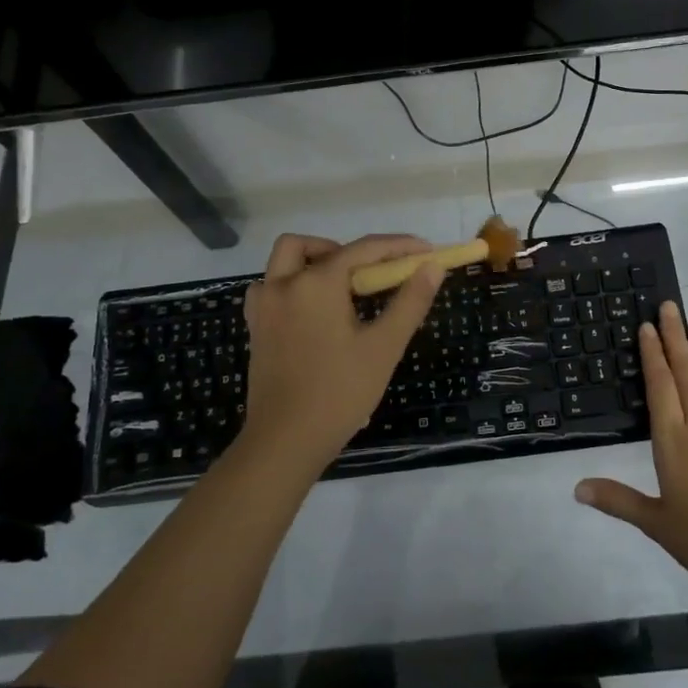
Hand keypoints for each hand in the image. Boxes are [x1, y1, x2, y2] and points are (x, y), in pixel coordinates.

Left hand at [240, 232, 443, 475]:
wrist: (285, 441)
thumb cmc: (340, 392)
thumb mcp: (384, 346)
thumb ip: (410, 301)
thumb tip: (432, 266)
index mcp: (317, 284)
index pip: (364, 249)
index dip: (399, 246)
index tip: (426, 251)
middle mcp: (284, 284)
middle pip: (314, 246)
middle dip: (348, 251)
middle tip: (374, 277)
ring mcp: (264, 306)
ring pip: (286, 261)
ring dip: (315, 262)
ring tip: (344, 291)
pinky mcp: (255, 328)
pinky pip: (272, 287)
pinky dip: (294, 285)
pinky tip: (314, 311)